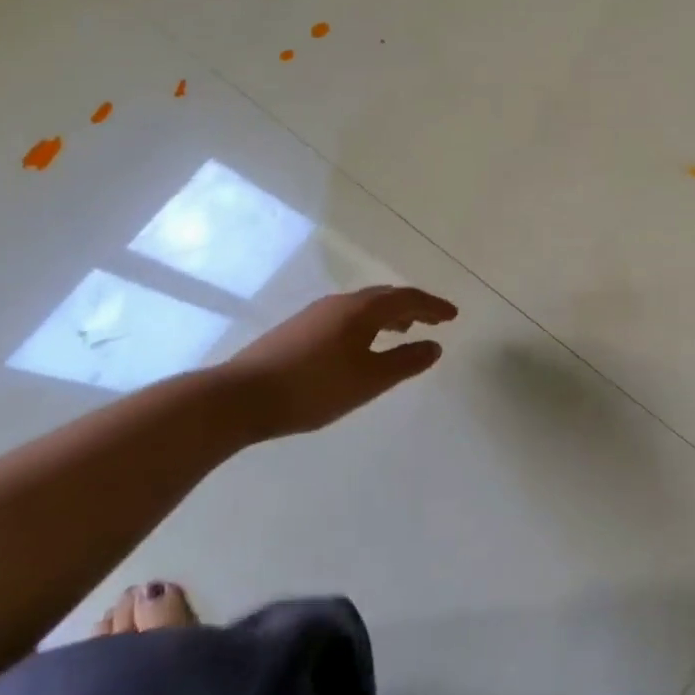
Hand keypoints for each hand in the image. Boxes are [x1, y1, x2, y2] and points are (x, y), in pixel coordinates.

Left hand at [214, 285, 456, 439]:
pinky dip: (368, 323)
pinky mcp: (298, 329)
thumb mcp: (369, 381)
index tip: (453, 315)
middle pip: (386, 296)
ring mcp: (316, 313)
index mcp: (362, 309)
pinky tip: (361, 345)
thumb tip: (435, 346)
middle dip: (413, 306)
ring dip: (389, 314)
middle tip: (433, 320)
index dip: (434, 306)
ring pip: (364, 306)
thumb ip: (405, 362)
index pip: (408, 299)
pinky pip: (346, 316)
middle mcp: (341, 302)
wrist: (240, 397)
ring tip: (402, 330)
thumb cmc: (313, 388)